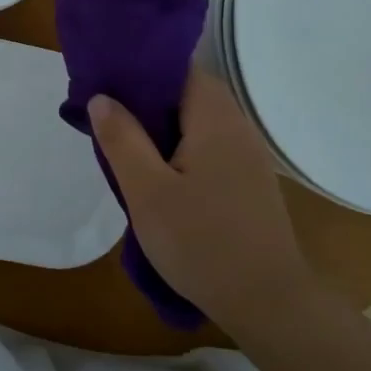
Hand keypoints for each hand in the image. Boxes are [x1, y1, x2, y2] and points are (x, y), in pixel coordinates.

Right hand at [88, 71, 314, 328]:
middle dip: (147, 100)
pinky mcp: (249, 180)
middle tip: (108, 118)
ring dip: (162, 127)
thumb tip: (102, 97)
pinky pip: (209, 146)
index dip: (141, 69)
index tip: (106, 82)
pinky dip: (181, 148)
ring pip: (197, 121)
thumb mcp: (147, 191)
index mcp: (215, 118)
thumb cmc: (202, 242)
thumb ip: (122, 139)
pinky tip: (159, 174)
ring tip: (126, 145)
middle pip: (188, 92)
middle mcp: (237, 126)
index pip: (179, 67)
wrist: (269, 303)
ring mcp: (248, 154)